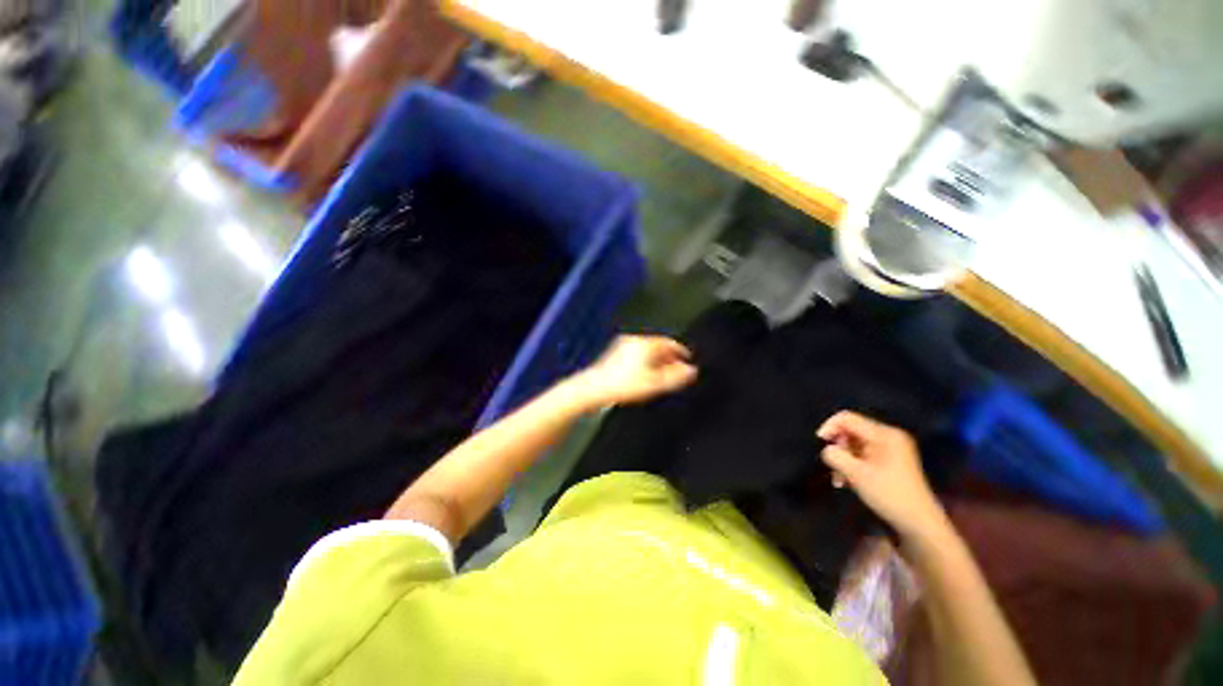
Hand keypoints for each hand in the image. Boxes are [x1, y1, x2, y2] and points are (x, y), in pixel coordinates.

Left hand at [571, 335, 697, 408]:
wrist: (594, 389)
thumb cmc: (622, 385)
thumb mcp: (655, 384)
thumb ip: (675, 377)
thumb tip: (691, 371)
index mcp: (646, 344)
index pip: (670, 343)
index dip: (681, 352)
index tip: (687, 359)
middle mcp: (634, 341)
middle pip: (658, 345)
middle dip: (669, 357)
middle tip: (676, 369)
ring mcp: (623, 346)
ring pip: (646, 350)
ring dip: (656, 360)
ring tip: (662, 374)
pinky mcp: (614, 353)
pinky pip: (636, 353)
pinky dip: (644, 361)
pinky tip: (644, 374)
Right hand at [817, 411, 947, 539]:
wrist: (919, 523)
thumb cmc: (889, 495)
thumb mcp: (856, 474)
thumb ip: (836, 456)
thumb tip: (827, 449)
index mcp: (884, 434)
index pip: (847, 418)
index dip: (829, 427)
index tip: (821, 444)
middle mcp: (889, 436)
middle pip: (850, 430)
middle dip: (838, 447)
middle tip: (833, 468)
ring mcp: (891, 448)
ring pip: (854, 444)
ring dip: (843, 459)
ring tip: (839, 480)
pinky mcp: (890, 460)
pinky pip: (863, 453)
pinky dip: (852, 464)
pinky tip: (848, 481)